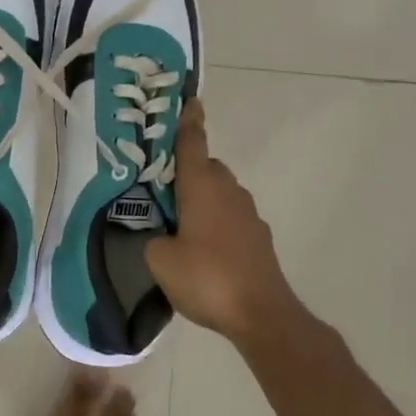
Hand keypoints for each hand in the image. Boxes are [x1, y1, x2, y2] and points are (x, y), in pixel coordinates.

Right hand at [144, 101, 298, 340]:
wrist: (262, 315)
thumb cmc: (206, 277)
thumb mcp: (160, 259)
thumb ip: (153, 237)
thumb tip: (160, 234)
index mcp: (201, 185)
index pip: (192, 142)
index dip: (187, 120)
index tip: (189, 99)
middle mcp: (227, 190)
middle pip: (205, 167)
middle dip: (186, 171)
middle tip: (160, 188)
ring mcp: (248, 214)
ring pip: (219, 193)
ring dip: (201, 199)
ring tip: (178, 223)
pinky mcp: (259, 238)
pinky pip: (230, 217)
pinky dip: (216, 222)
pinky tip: (203, 250)